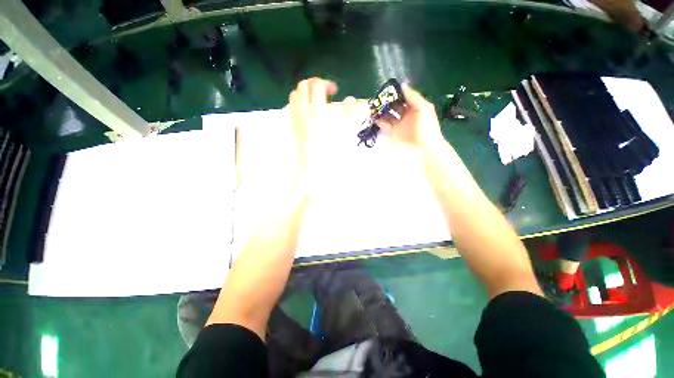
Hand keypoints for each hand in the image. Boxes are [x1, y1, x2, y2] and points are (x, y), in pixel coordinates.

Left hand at [287, 77, 337, 182]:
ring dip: (305, 91)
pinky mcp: (292, 125)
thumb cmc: (329, 155)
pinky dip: (298, 101)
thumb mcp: (343, 135)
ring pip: (295, 94)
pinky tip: (307, 109)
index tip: (335, 91)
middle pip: (303, 85)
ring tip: (315, 99)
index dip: (327, 84)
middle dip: (315, 83)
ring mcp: (295, 118)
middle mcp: (303, 112)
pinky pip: (291, 106)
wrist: (311, 168)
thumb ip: (347, 115)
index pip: (317, 86)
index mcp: (317, 113)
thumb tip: (348, 100)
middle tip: (325, 92)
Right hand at [376, 84, 444, 152]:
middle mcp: (405, 114)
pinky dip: (378, 120)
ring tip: (373, 106)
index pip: (403, 97)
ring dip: (381, 110)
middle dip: (386, 101)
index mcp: (414, 107)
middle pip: (394, 106)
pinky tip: (374, 116)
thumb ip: (413, 97)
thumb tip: (402, 85)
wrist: (424, 146)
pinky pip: (384, 125)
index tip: (387, 88)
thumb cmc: (426, 126)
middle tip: (378, 97)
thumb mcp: (424, 108)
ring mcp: (398, 124)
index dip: (396, 93)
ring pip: (387, 115)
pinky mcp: (392, 132)